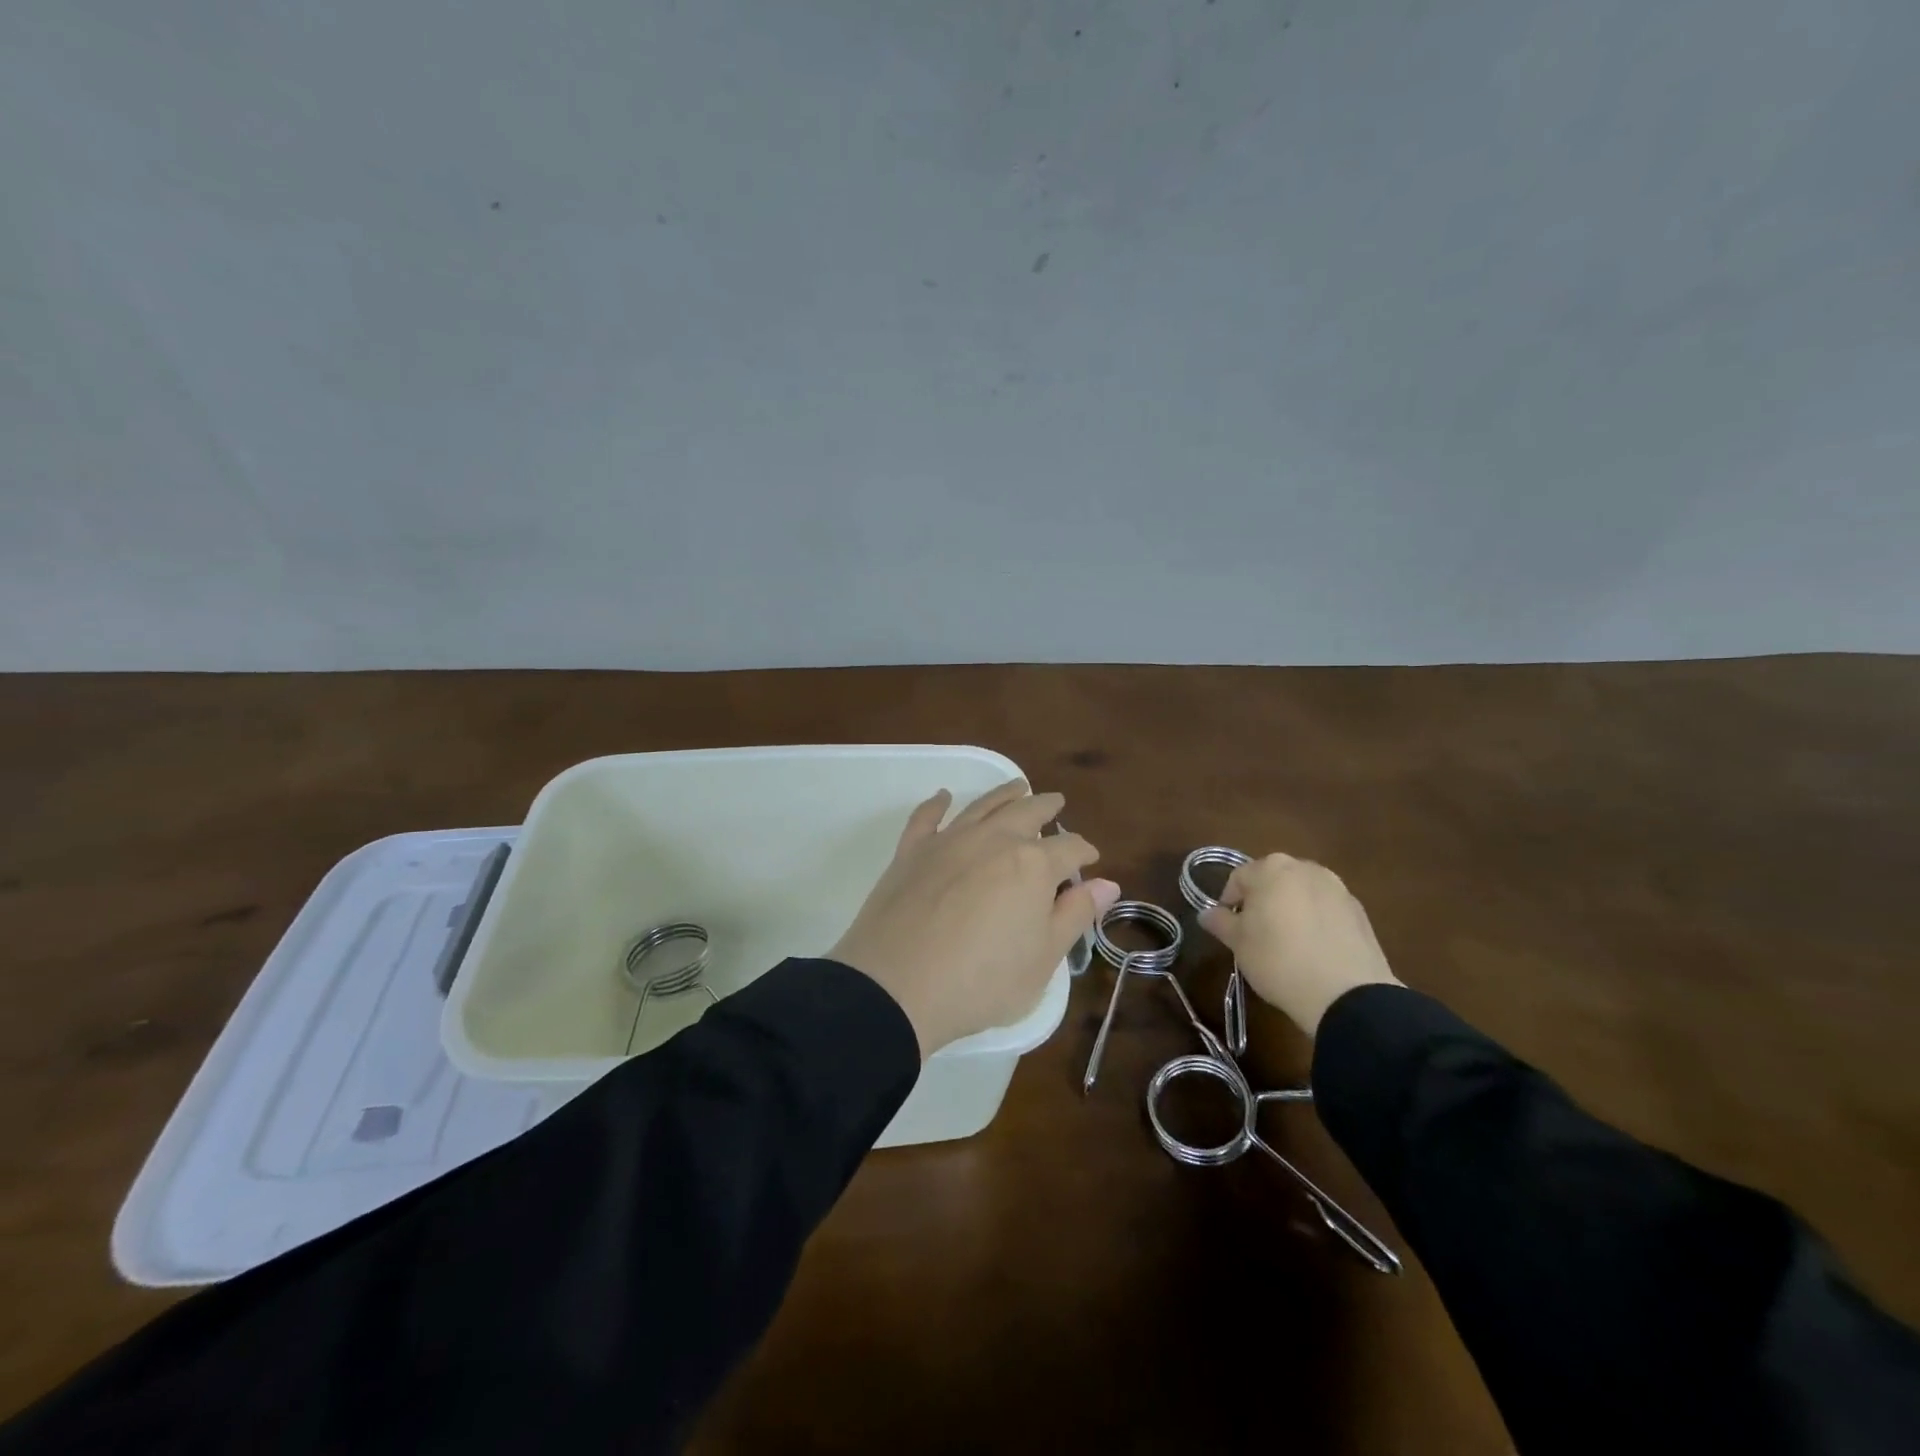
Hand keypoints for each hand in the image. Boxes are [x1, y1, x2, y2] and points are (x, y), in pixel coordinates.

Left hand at [829, 780, 1120, 1057]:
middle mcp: (993, 840)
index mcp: (1032, 865)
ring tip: (1018, 786)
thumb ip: (1076, 915)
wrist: (896, 987)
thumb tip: (1107, 883)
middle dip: (1047, 807)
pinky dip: (937, 803)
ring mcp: (949, 841)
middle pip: (1027, 813)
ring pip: (983, 806)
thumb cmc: (981, 982)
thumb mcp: (1043, 960)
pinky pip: (927, 817)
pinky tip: (944, 796)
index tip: (1091, 858)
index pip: (1069, 849)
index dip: (1084, 852)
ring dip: (1004, 794)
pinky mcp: (911, 851)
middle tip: (1057, 803)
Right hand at [1197, 854, 1400, 1036]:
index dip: (1229, 902)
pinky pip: (1327, 909)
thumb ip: (1220, 922)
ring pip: (1302, 893)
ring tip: (1287, 942)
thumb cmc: (1278, 960)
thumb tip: (1205, 913)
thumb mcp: (1238, 943)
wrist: (1346, 993)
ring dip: (1291, 909)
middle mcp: (1305, 868)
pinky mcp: (1360, 911)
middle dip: (1262, 901)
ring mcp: (1337, 887)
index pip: (1239, 878)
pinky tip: (1314, 950)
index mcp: (1271, 869)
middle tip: (1255, 933)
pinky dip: (1316, 921)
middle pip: (1273, 880)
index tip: (1229, 927)